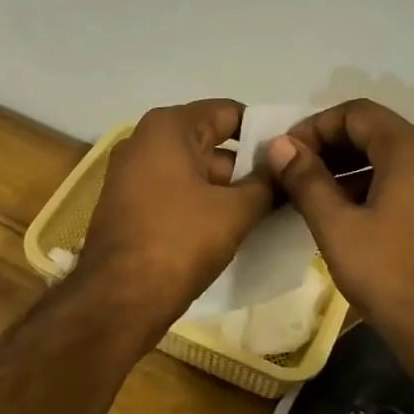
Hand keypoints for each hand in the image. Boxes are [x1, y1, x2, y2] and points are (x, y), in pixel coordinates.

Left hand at [78, 99, 272, 332]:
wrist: (118, 300)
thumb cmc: (179, 242)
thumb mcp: (235, 211)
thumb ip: (267, 183)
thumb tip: (288, 165)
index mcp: (168, 127)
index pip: (230, 113)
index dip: (265, 132)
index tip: (294, 156)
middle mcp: (145, 140)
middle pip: (212, 141)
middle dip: (248, 164)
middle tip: (287, 186)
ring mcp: (133, 173)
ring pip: (195, 170)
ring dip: (228, 188)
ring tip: (270, 209)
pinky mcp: (130, 204)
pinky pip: (177, 192)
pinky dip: (204, 203)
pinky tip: (234, 225)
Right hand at [264, 100, 413, 359]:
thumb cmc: (393, 277)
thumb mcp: (338, 227)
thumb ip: (307, 180)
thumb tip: (281, 145)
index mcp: (412, 149)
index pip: (356, 113)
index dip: (314, 126)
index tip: (285, 155)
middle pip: (377, 132)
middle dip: (332, 147)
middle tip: (295, 174)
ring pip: (394, 159)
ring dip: (352, 168)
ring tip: (317, 198)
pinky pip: (412, 183)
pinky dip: (377, 187)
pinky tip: (353, 218)